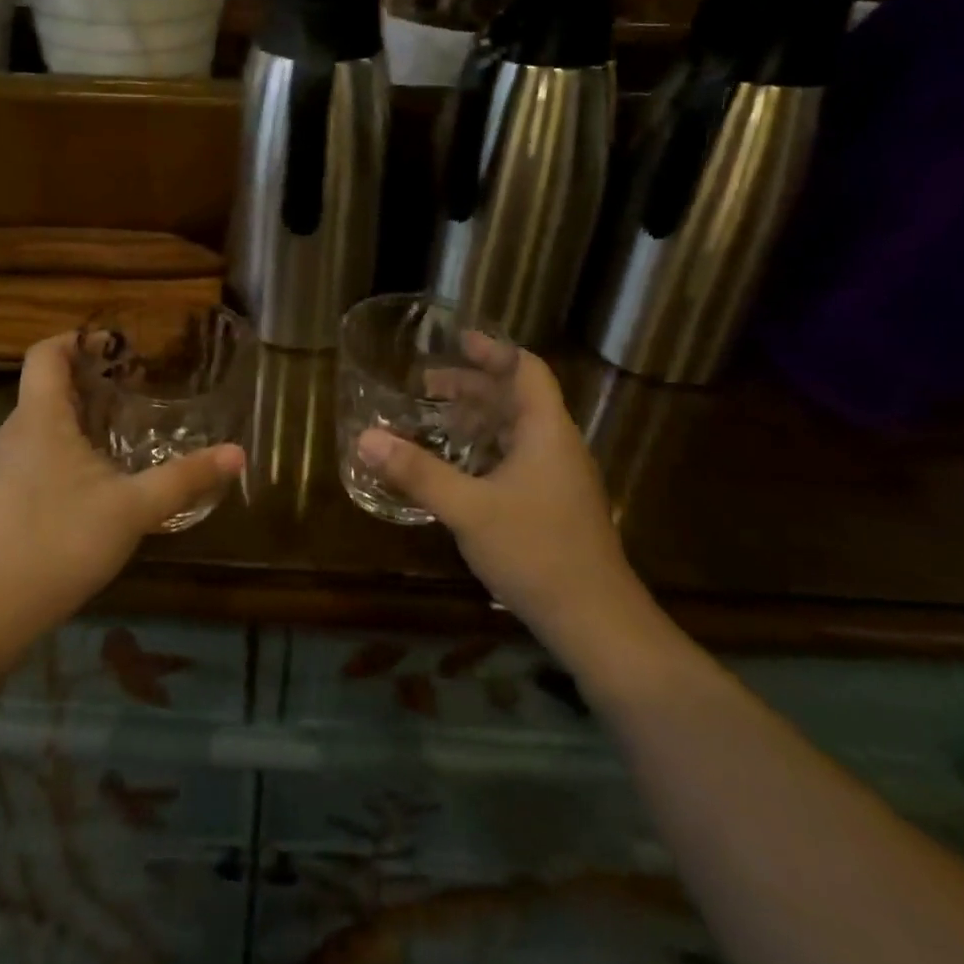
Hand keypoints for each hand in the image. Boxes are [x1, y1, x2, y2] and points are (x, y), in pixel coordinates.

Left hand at [0, 334, 244, 664]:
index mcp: (39, 417)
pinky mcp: (3, 495)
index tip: (119, 345)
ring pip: (44, 420)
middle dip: (92, 377)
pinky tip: (101, 475)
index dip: (78, 338)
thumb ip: (185, 478)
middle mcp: (16, 431)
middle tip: (140, 384)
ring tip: (128, 425)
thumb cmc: (59, 542)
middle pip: (48, 384)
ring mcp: (5, 465)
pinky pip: (39, 449)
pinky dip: (70, 444)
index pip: (45, 352)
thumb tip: (238, 454)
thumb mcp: (133, 509)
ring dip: (83, 413)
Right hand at [356, 347, 647, 659]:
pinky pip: (518, 459)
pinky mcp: (555, 506)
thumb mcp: (468, 509)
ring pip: (517, 431)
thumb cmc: (536, 552)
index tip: (459, 339)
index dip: (494, 350)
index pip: (526, 370)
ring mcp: (559, 479)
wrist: (598, 623)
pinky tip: (459, 469)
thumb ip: (417, 472)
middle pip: (517, 398)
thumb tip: (366, 438)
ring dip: (479, 418)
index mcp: (546, 432)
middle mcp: (557, 446)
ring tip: (437, 419)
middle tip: (428, 383)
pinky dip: (486, 449)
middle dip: (474, 385)